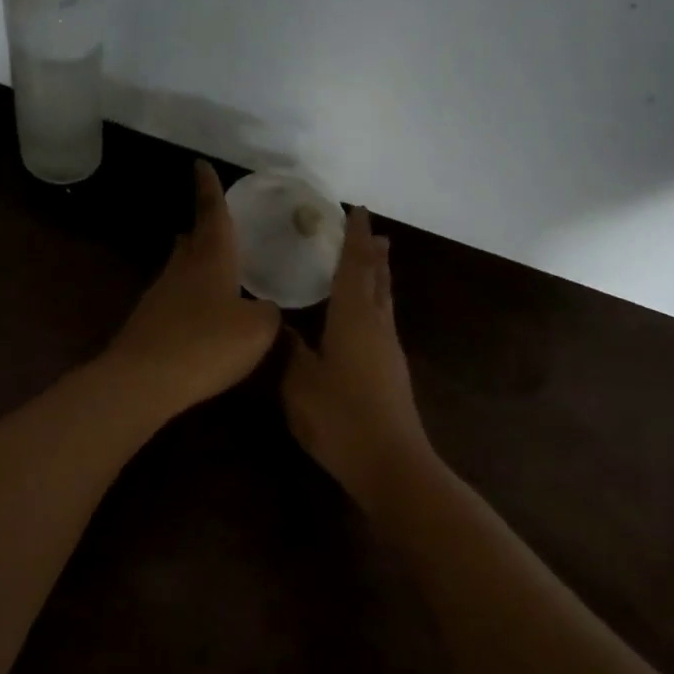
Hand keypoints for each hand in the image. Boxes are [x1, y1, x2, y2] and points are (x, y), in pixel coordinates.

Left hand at [104, 160, 281, 417]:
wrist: (143, 381)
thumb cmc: (207, 344)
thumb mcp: (258, 329)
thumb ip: (268, 313)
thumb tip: (265, 308)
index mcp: (211, 258)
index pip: (212, 213)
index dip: (209, 188)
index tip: (200, 165)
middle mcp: (181, 269)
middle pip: (191, 240)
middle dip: (202, 229)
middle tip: (214, 224)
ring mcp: (159, 296)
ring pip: (180, 269)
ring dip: (194, 264)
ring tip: (213, 267)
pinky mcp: (148, 323)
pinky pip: (174, 300)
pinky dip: (189, 299)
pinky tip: (201, 317)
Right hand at [281, 208, 434, 509]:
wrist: (391, 463)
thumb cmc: (341, 418)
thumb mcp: (299, 382)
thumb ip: (289, 350)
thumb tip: (281, 325)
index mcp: (354, 318)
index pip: (355, 265)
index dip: (355, 236)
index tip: (356, 210)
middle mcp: (377, 325)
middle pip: (378, 278)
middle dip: (372, 251)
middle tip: (370, 229)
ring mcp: (389, 349)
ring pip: (384, 299)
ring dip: (378, 274)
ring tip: (375, 259)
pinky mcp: (392, 371)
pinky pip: (383, 319)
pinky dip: (375, 301)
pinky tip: (366, 314)